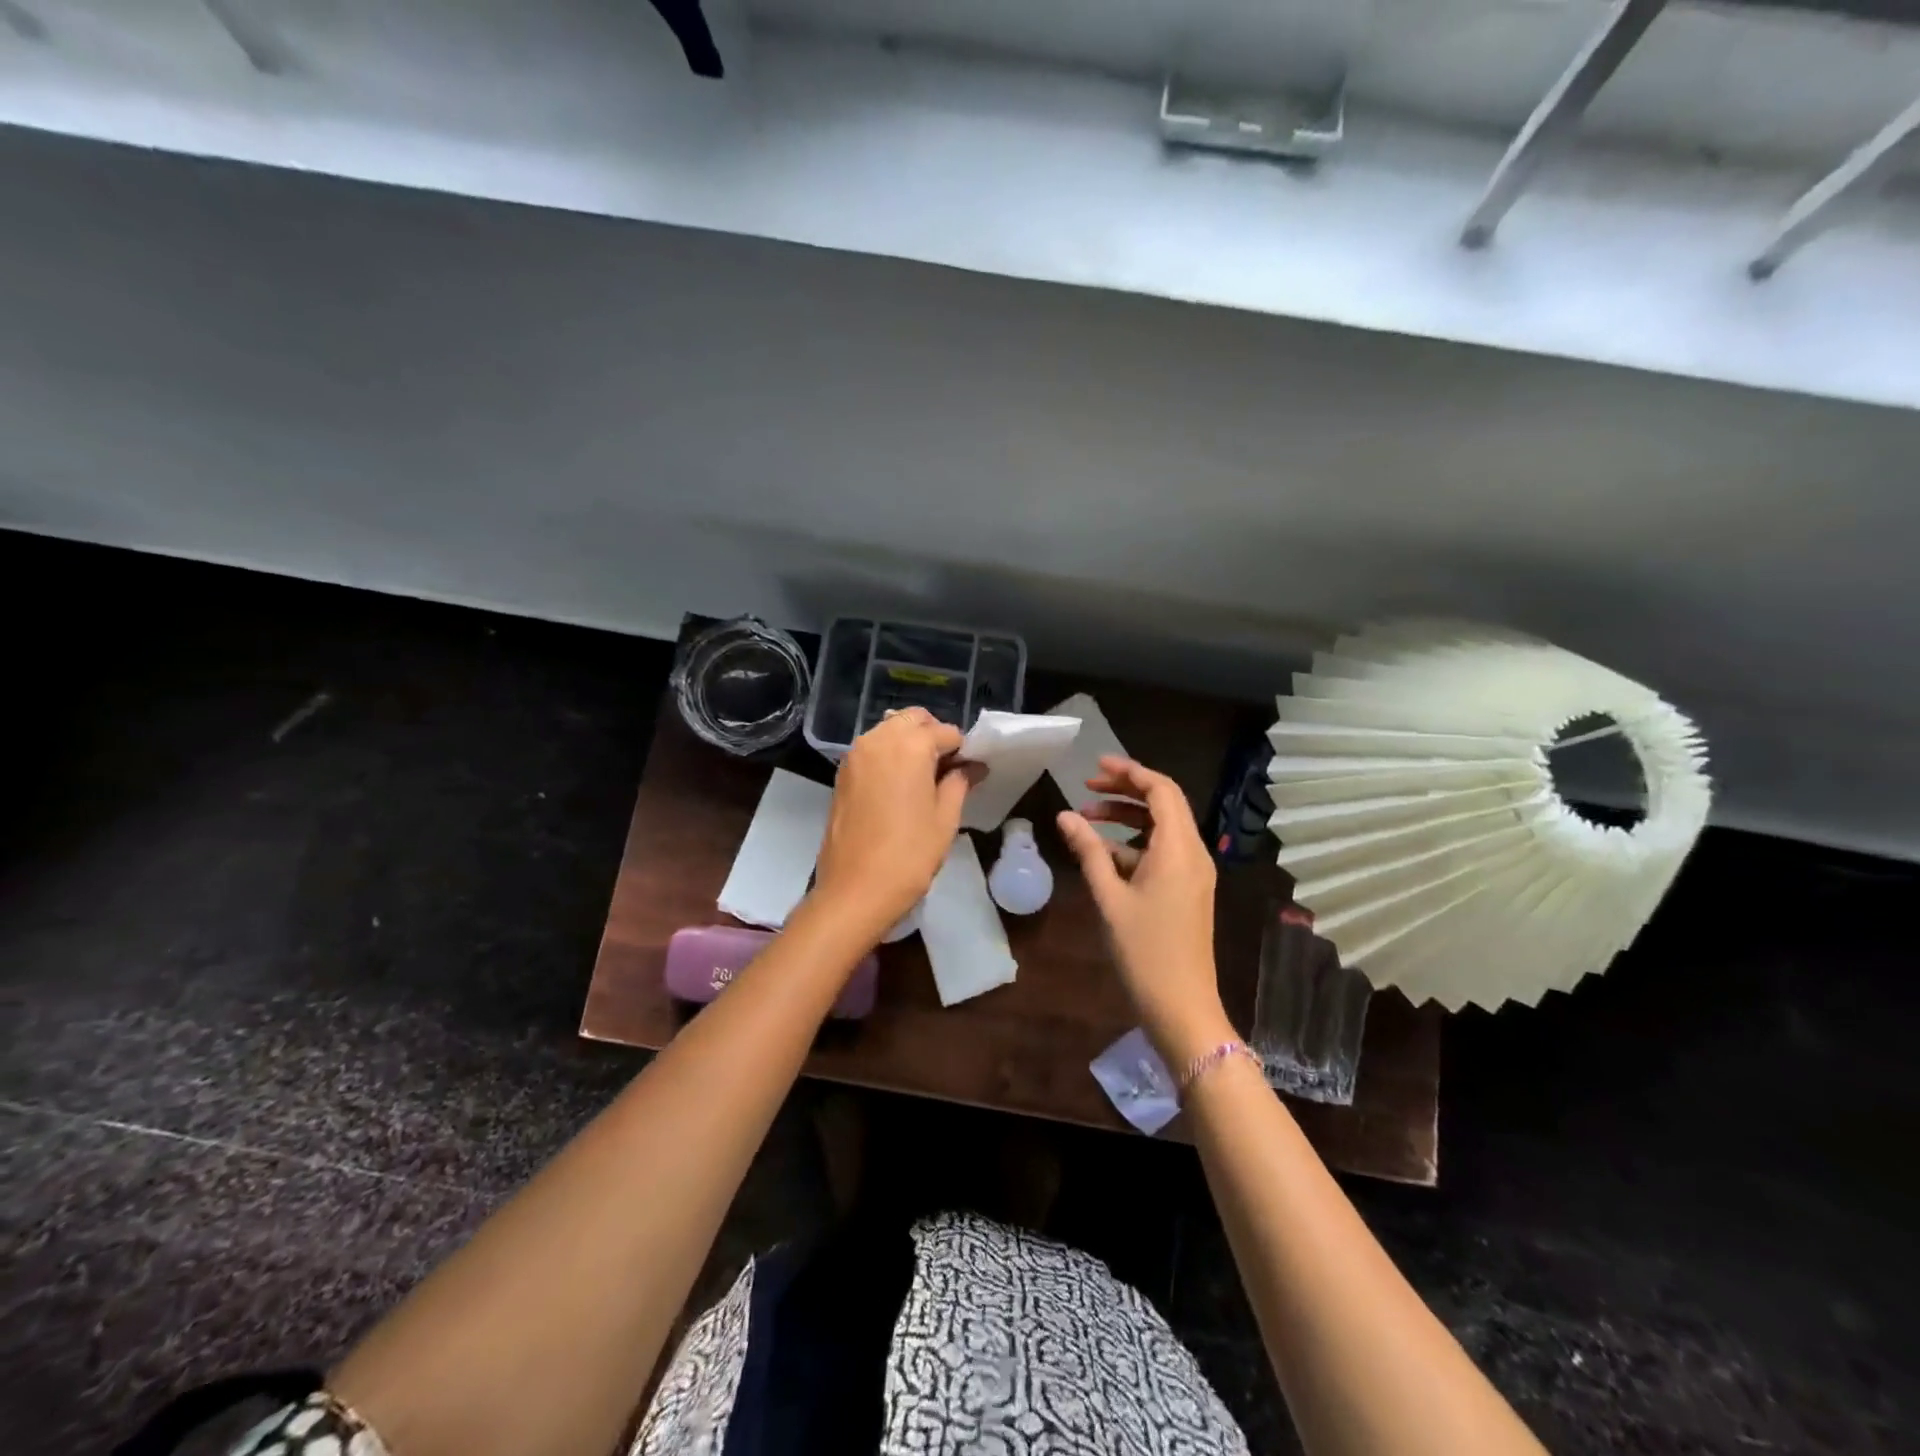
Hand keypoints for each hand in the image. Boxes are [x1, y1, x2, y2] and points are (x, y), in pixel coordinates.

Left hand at [811, 708, 974, 934]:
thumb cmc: (909, 855)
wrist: (854, 890)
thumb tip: (972, 767)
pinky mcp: (842, 774)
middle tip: (948, 769)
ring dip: (909, 743)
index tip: (970, 772)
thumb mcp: (945, 819)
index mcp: (909, 745)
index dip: (961, 750)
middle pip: (912, 720)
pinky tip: (900, 786)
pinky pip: (872, 750)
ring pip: (889, 731)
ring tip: (924, 778)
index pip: (945, 732)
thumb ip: (959, 783)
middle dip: (933, 736)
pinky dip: (889, 755)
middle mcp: (879, 740)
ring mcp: (855, 756)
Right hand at [1057, 756, 1231, 1067]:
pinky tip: (1102, 855)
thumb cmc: (1144, 950)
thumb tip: (1065, 816)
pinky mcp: (1188, 891)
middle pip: (1163, 804)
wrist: (1182, 1006)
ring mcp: (1193, 873)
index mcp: (1179, 849)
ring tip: (1087, 819)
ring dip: (1127, 819)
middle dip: (1125, 791)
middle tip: (1087, 788)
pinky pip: (1163, 852)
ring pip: (1162, 829)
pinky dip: (1134, 845)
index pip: (1161, 790)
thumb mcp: (1109, 897)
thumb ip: (1088, 851)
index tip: (1095, 767)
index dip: (1130, 772)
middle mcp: (1193, 853)